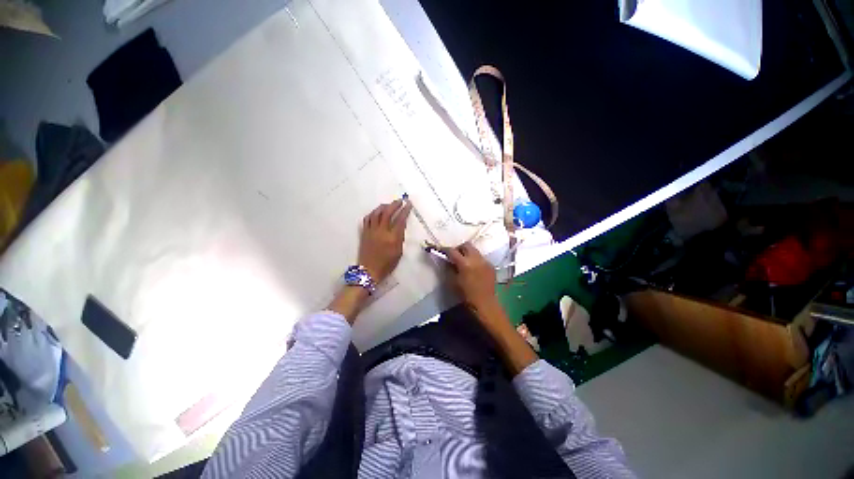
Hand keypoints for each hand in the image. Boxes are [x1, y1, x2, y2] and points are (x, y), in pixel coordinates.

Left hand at [358, 199, 411, 282]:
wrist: (369, 271)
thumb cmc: (387, 264)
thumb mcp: (399, 252)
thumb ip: (400, 238)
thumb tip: (401, 226)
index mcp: (392, 237)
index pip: (400, 219)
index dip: (405, 210)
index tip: (409, 204)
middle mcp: (381, 231)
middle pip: (387, 212)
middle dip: (395, 205)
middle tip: (400, 201)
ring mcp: (371, 231)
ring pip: (376, 213)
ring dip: (383, 206)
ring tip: (389, 205)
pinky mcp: (364, 232)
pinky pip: (368, 218)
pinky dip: (373, 213)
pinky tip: (377, 212)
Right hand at [445, 242, 497, 311]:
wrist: (485, 303)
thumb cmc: (466, 295)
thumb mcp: (453, 281)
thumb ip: (449, 268)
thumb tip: (447, 260)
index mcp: (465, 263)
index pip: (452, 251)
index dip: (445, 250)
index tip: (441, 250)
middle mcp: (476, 259)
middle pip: (466, 245)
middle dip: (459, 248)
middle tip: (454, 255)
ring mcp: (485, 261)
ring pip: (475, 250)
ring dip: (468, 253)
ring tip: (464, 262)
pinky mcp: (491, 266)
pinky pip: (481, 258)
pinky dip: (475, 260)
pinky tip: (474, 269)